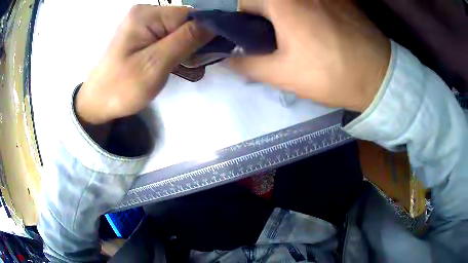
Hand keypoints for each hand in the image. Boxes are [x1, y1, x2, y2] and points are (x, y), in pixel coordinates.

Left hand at [76, 5, 212, 123]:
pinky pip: (169, 37)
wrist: (98, 102)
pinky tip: (175, 65)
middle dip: (194, 43)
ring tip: (183, 69)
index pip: (189, 15)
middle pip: (185, 21)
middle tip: (193, 67)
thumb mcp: (155, 65)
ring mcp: (144, 23)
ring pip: (179, 30)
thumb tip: (215, 23)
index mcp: (146, 15)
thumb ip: (185, 40)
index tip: (206, 55)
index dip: (204, 33)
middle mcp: (146, 13)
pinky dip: (176, 51)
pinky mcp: (143, 34)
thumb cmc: (122, 87)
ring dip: (186, 49)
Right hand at [230, 0, 390, 111]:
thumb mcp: (283, 74)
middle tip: (272, 41)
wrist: (379, 77)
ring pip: (288, 2)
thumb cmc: (331, 74)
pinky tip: (315, 30)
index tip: (248, 39)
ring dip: (283, 15)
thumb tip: (228, 60)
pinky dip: (303, 11)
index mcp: (282, 1)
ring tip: (296, 37)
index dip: (240, 22)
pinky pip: (309, 2)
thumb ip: (248, 64)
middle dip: (262, 18)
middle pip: (266, 0)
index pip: (243, 2)